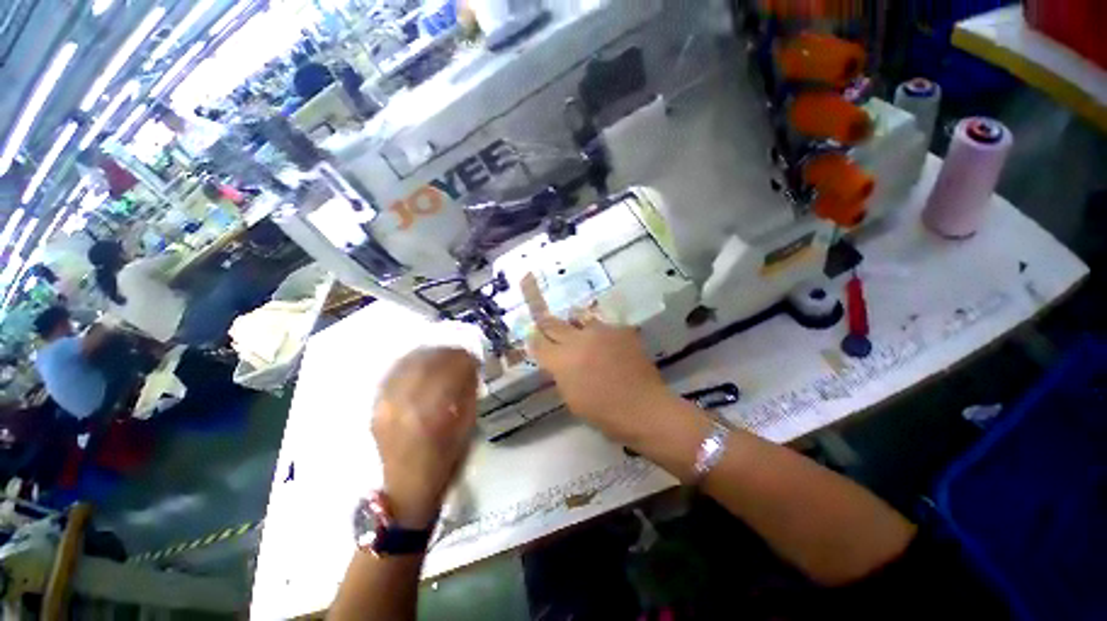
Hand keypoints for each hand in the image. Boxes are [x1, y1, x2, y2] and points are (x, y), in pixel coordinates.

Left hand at [373, 347, 479, 528]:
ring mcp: (386, 404)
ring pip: (407, 363)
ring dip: (427, 354)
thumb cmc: (445, 461)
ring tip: (440, 355)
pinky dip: (409, 364)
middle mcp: (406, 403)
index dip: (464, 358)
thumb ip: (467, 393)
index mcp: (434, 411)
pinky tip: (418, 364)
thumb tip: (469, 367)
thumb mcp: (467, 427)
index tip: (473, 357)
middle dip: (446, 352)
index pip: (450, 369)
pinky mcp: (376, 407)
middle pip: (426, 361)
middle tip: (459, 353)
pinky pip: (393, 373)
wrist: (407, 490)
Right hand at [527, 316, 673, 446]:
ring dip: (574, 324)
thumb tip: (556, 361)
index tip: (533, 338)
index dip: (534, 340)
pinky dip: (599, 333)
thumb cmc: (603, 413)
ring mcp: (600, 331)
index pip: (538, 343)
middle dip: (546, 324)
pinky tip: (605, 342)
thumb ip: (560, 374)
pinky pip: (603, 325)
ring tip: (577, 330)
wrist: (643, 407)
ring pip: (579, 318)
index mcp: (562, 360)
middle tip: (543, 322)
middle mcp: (578, 339)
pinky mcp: (620, 329)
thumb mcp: (571, 398)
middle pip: (553, 324)